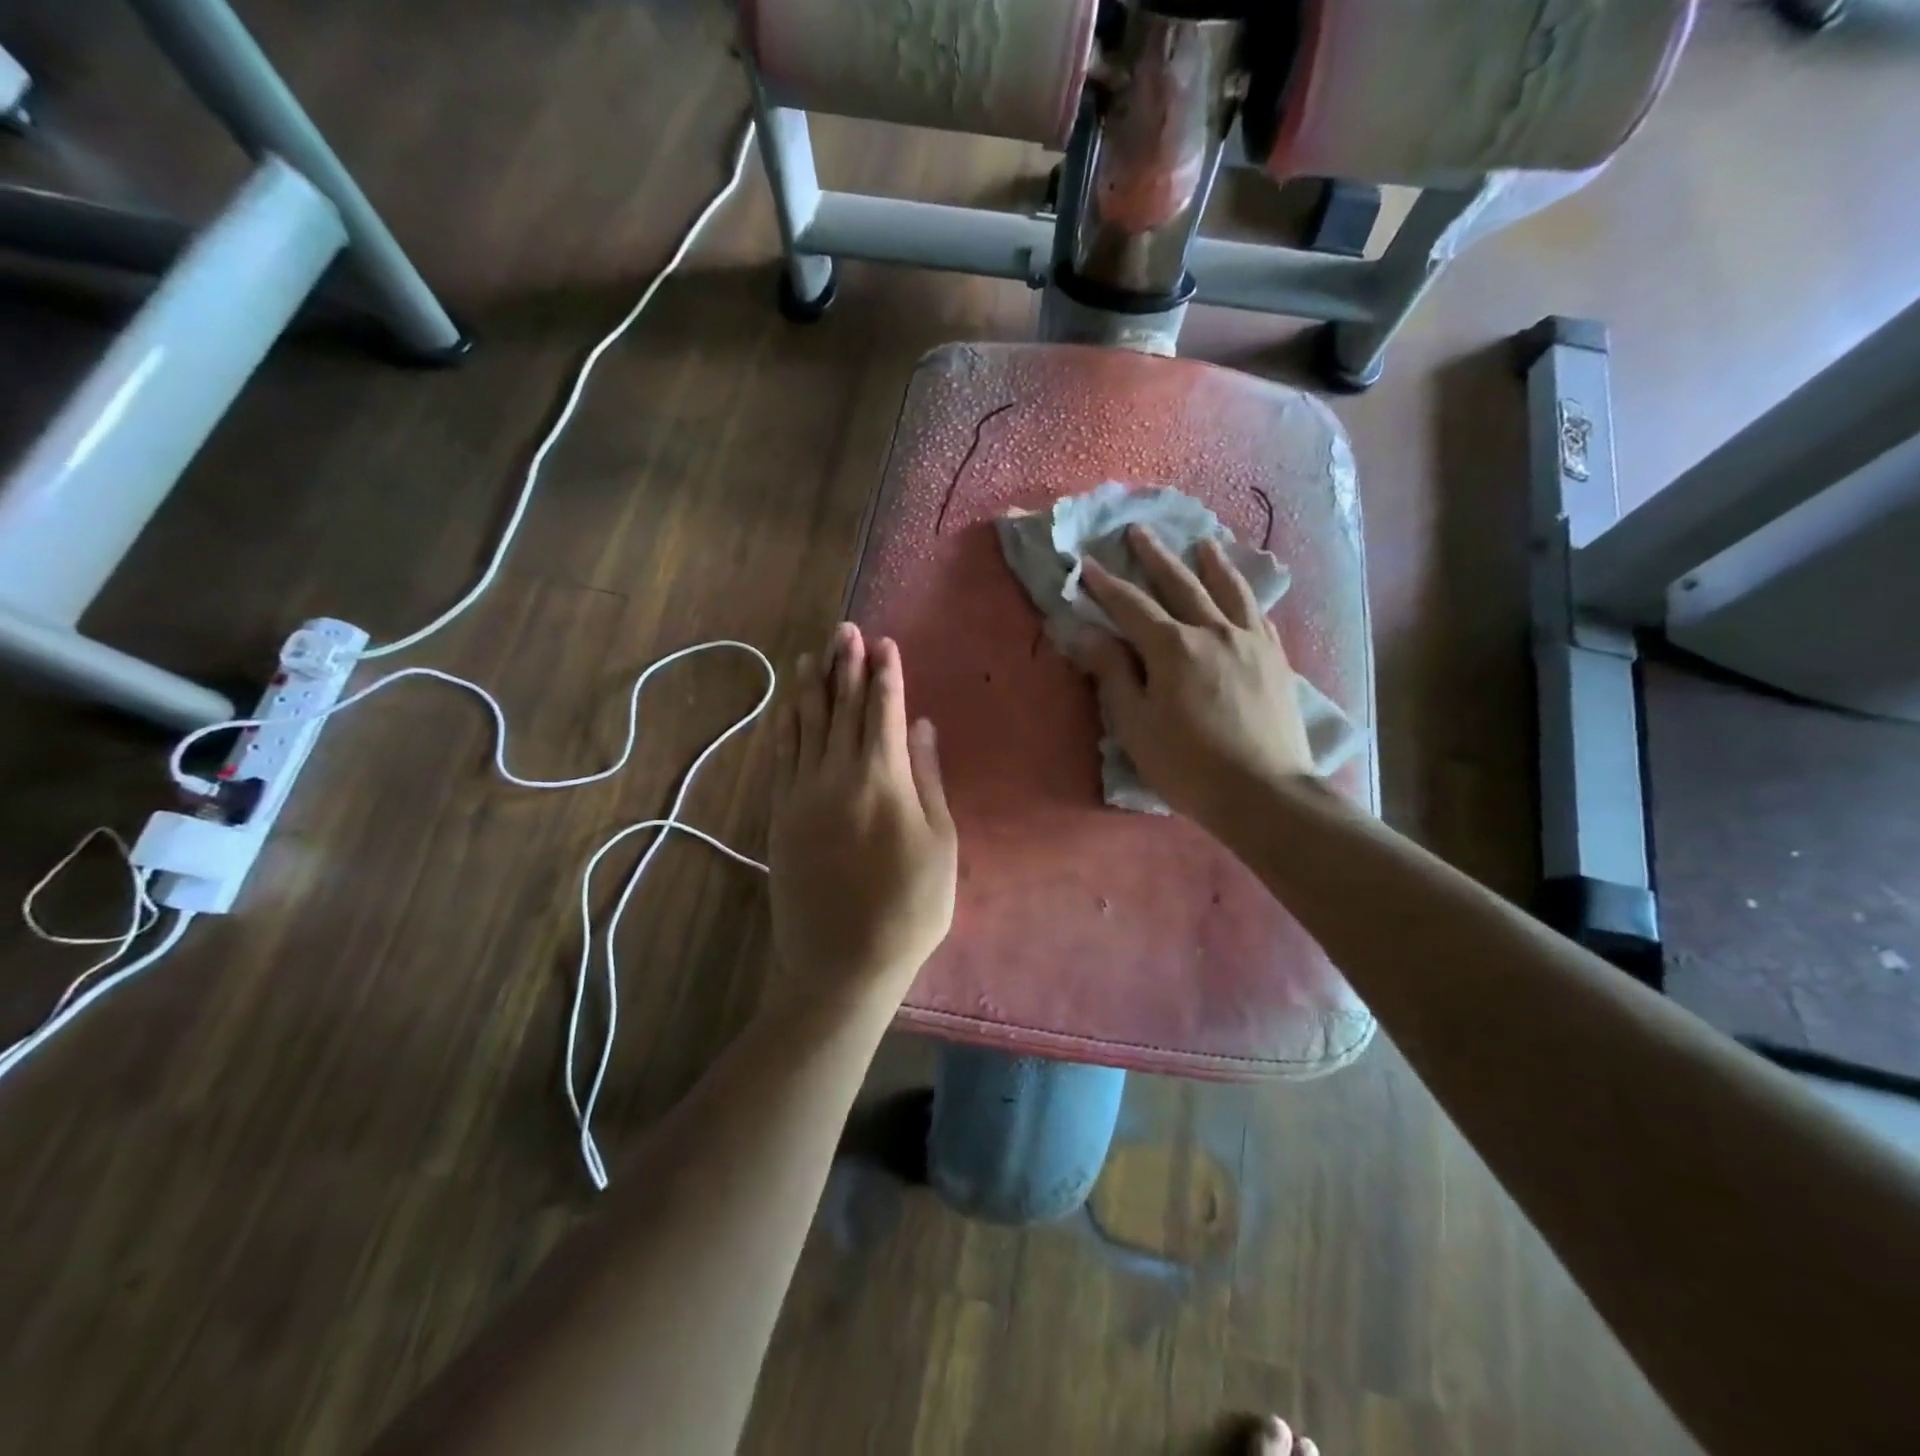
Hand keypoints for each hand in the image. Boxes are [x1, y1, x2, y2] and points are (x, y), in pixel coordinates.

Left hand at [768, 624, 957, 1007]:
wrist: (843, 963)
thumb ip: (928, 779)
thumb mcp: (940, 844)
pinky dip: (786, 725)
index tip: (885, 644)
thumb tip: (922, 727)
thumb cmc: (909, 907)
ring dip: (812, 685)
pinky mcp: (781, 815)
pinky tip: (789, 706)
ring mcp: (802, 793)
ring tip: (815, 651)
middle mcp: (837, 774)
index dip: (886, 674)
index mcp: (883, 779)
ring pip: (806, 725)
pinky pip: (782, 756)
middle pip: (841, 707)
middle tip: (846, 628)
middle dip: (846, 664)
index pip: (883, 711)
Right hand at [1078, 526, 1315, 827]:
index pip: (1131, 606)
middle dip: (1155, 557)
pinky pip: (1258, 614)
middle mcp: (1213, 631)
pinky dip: (1245, 595)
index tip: (1087, 563)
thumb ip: (1112, 673)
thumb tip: (1086, 633)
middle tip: (1138, 531)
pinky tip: (1242, 592)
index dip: (1106, 584)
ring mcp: (1250, 641)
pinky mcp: (1276, 659)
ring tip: (1202, 542)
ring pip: (1228, 590)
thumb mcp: (1135, 724)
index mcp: (1172, 647)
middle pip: (1180, 584)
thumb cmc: (1188, 765)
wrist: (1264, 792)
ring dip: (1211, 563)